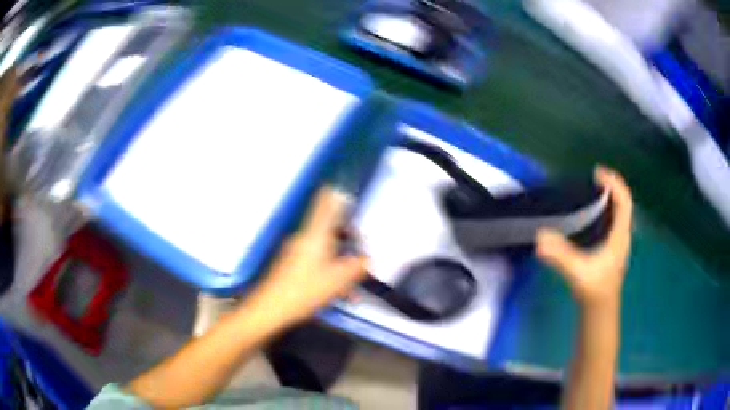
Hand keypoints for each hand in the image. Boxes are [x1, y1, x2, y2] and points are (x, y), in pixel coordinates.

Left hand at [250, 186, 368, 324]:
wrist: (270, 309)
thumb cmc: (305, 290)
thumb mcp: (337, 281)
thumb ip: (356, 268)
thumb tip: (367, 260)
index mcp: (315, 236)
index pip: (324, 207)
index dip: (332, 195)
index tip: (339, 186)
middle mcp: (304, 240)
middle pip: (329, 231)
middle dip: (347, 241)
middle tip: (363, 251)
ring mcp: (296, 253)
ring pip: (325, 252)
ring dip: (341, 266)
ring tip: (353, 289)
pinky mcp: (291, 267)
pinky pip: (316, 264)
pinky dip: (329, 275)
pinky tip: (340, 296)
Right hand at [536, 167, 632, 309]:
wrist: (600, 310)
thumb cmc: (594, 290)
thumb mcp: (578, 272)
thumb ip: (561, 256)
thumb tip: (540, 237)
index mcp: (620, 236)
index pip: (624, 201)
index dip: (614, 183)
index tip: (597, 173)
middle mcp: (622, 235)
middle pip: (623, 203)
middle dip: (611, 187)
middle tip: (593, 179)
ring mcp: (618, 243)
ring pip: (619, 212)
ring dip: (609, 198)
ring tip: (592, 191)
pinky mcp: (612, 249)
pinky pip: (613, 221)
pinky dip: (605, 210)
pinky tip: (592, 214)